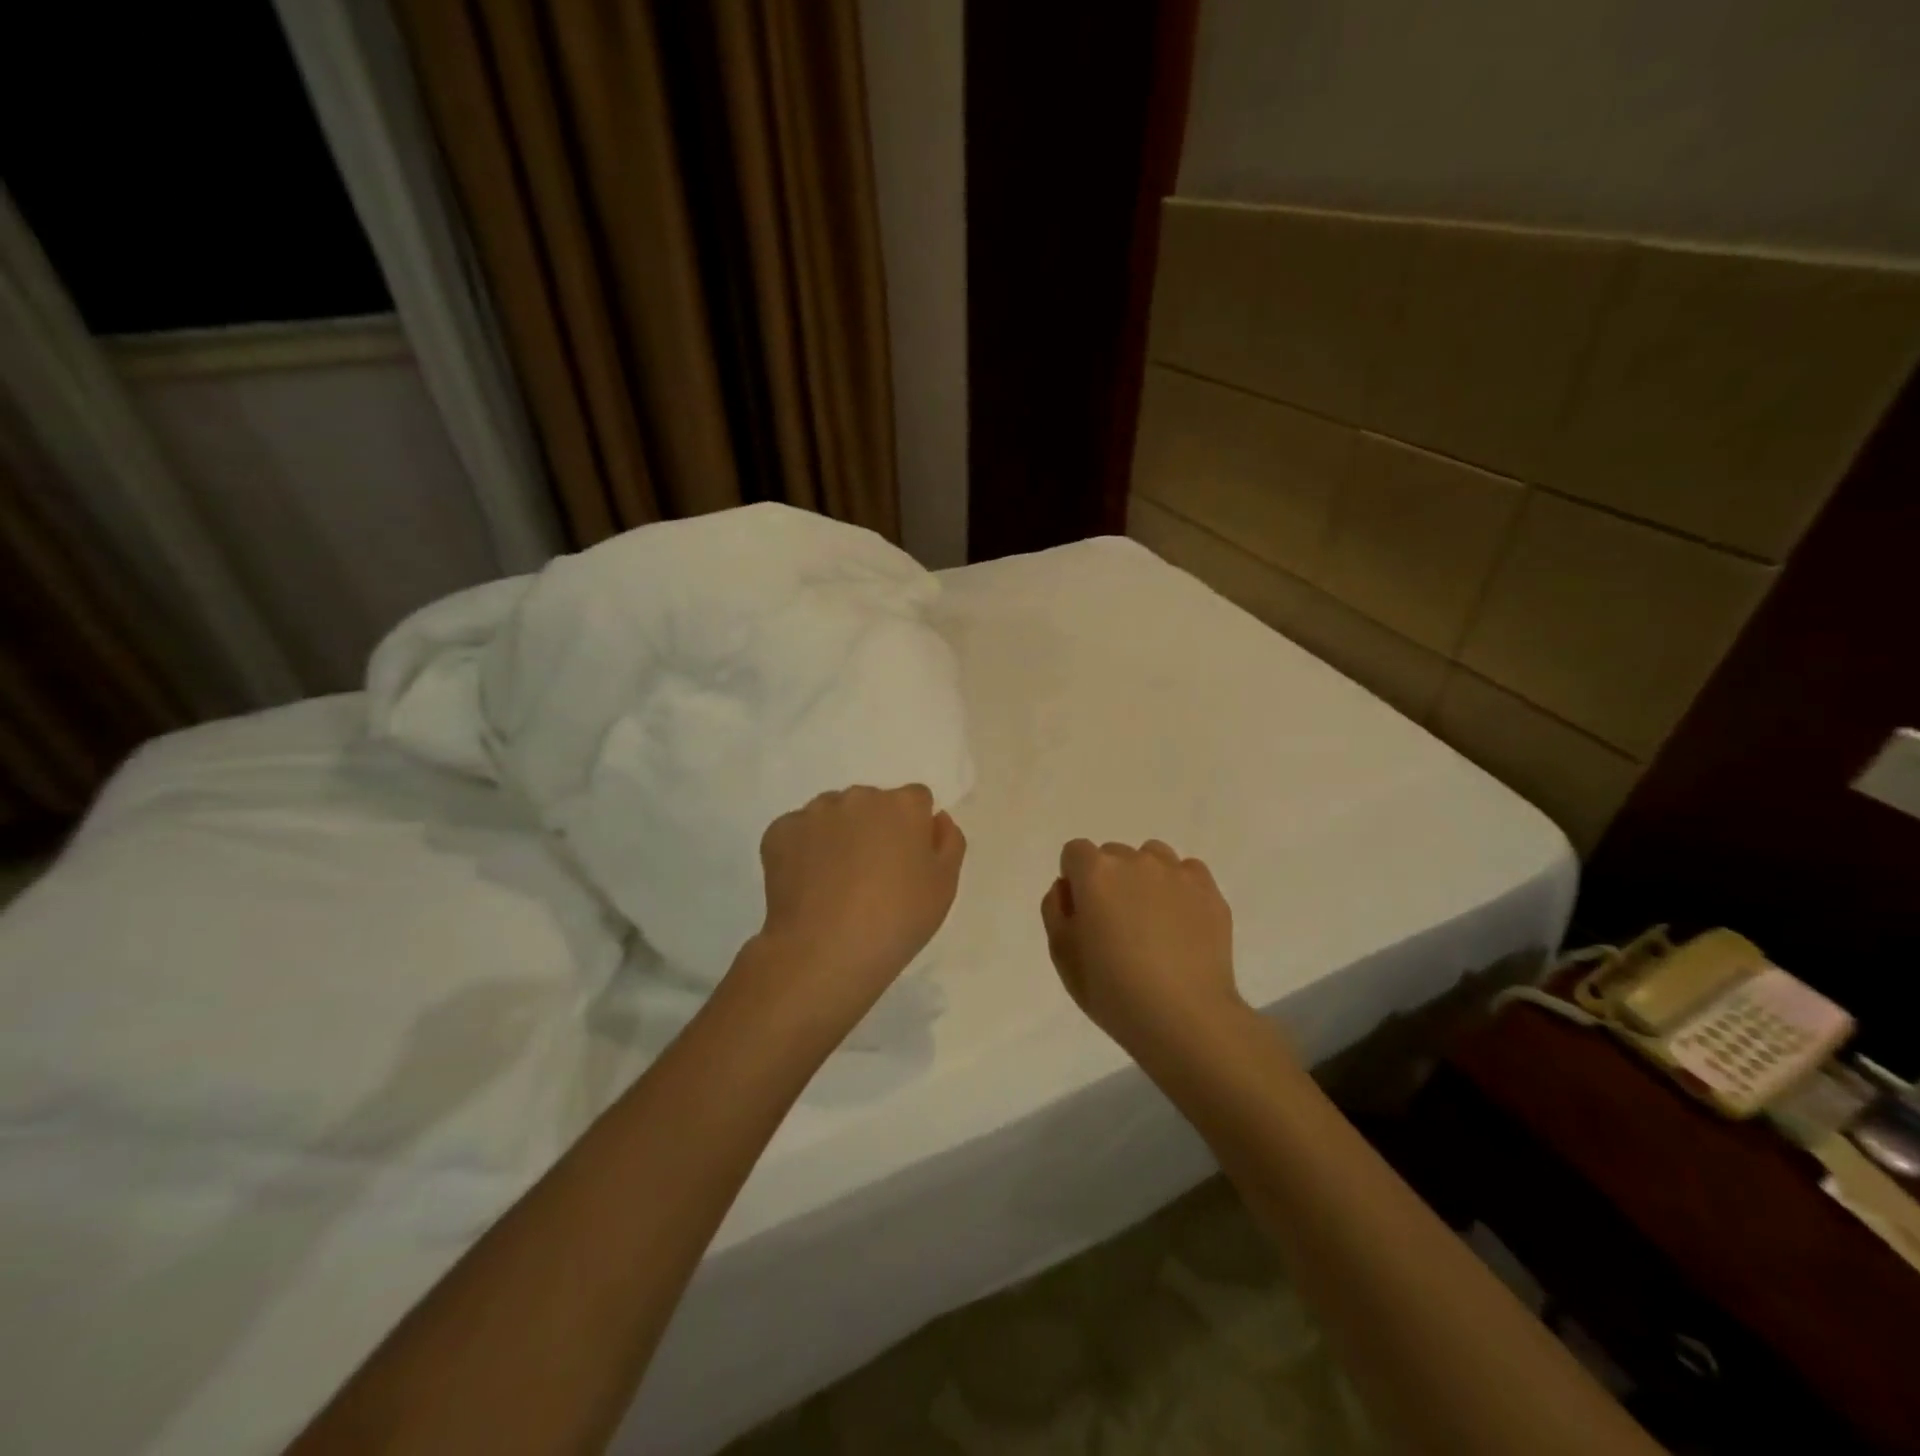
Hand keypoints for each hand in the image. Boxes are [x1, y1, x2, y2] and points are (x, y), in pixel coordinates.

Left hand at [750, 785, 965, 1024]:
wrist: (825, 952)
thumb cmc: (897, 920)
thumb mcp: (944, 887)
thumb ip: (949, 842)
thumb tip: (936, 819)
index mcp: (903, 805)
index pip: (916, 800)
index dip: (914, 829)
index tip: (907, 862)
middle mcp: (859, 796)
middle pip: (872, 803)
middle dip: (874, 827)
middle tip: (871, 875)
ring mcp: (815, 812)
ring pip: (833, 814)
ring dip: (838, 835)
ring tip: (836, 882)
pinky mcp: (780, 831)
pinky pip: (798, 832)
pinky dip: (803, 850)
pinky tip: (808, 885)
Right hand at [1040, 838, 1243, 1057]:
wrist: (1185, 1018)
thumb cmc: (1113, 991)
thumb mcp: (1062, 956)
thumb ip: (1055, 910)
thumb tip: (1067, 888)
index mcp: (1095, 873)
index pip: (1075, 852)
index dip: (1075, 880)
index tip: (1083, 912)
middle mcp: (1135, 861)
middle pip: (1113, 855)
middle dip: (1109, 880)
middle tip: (1117, 925)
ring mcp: (1176, 872)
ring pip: (1152, 858)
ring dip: (1145, 879)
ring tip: (1152, 921)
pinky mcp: (1209, 890)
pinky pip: (1187, 873)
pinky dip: (1180, 889)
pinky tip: (1181, 923)